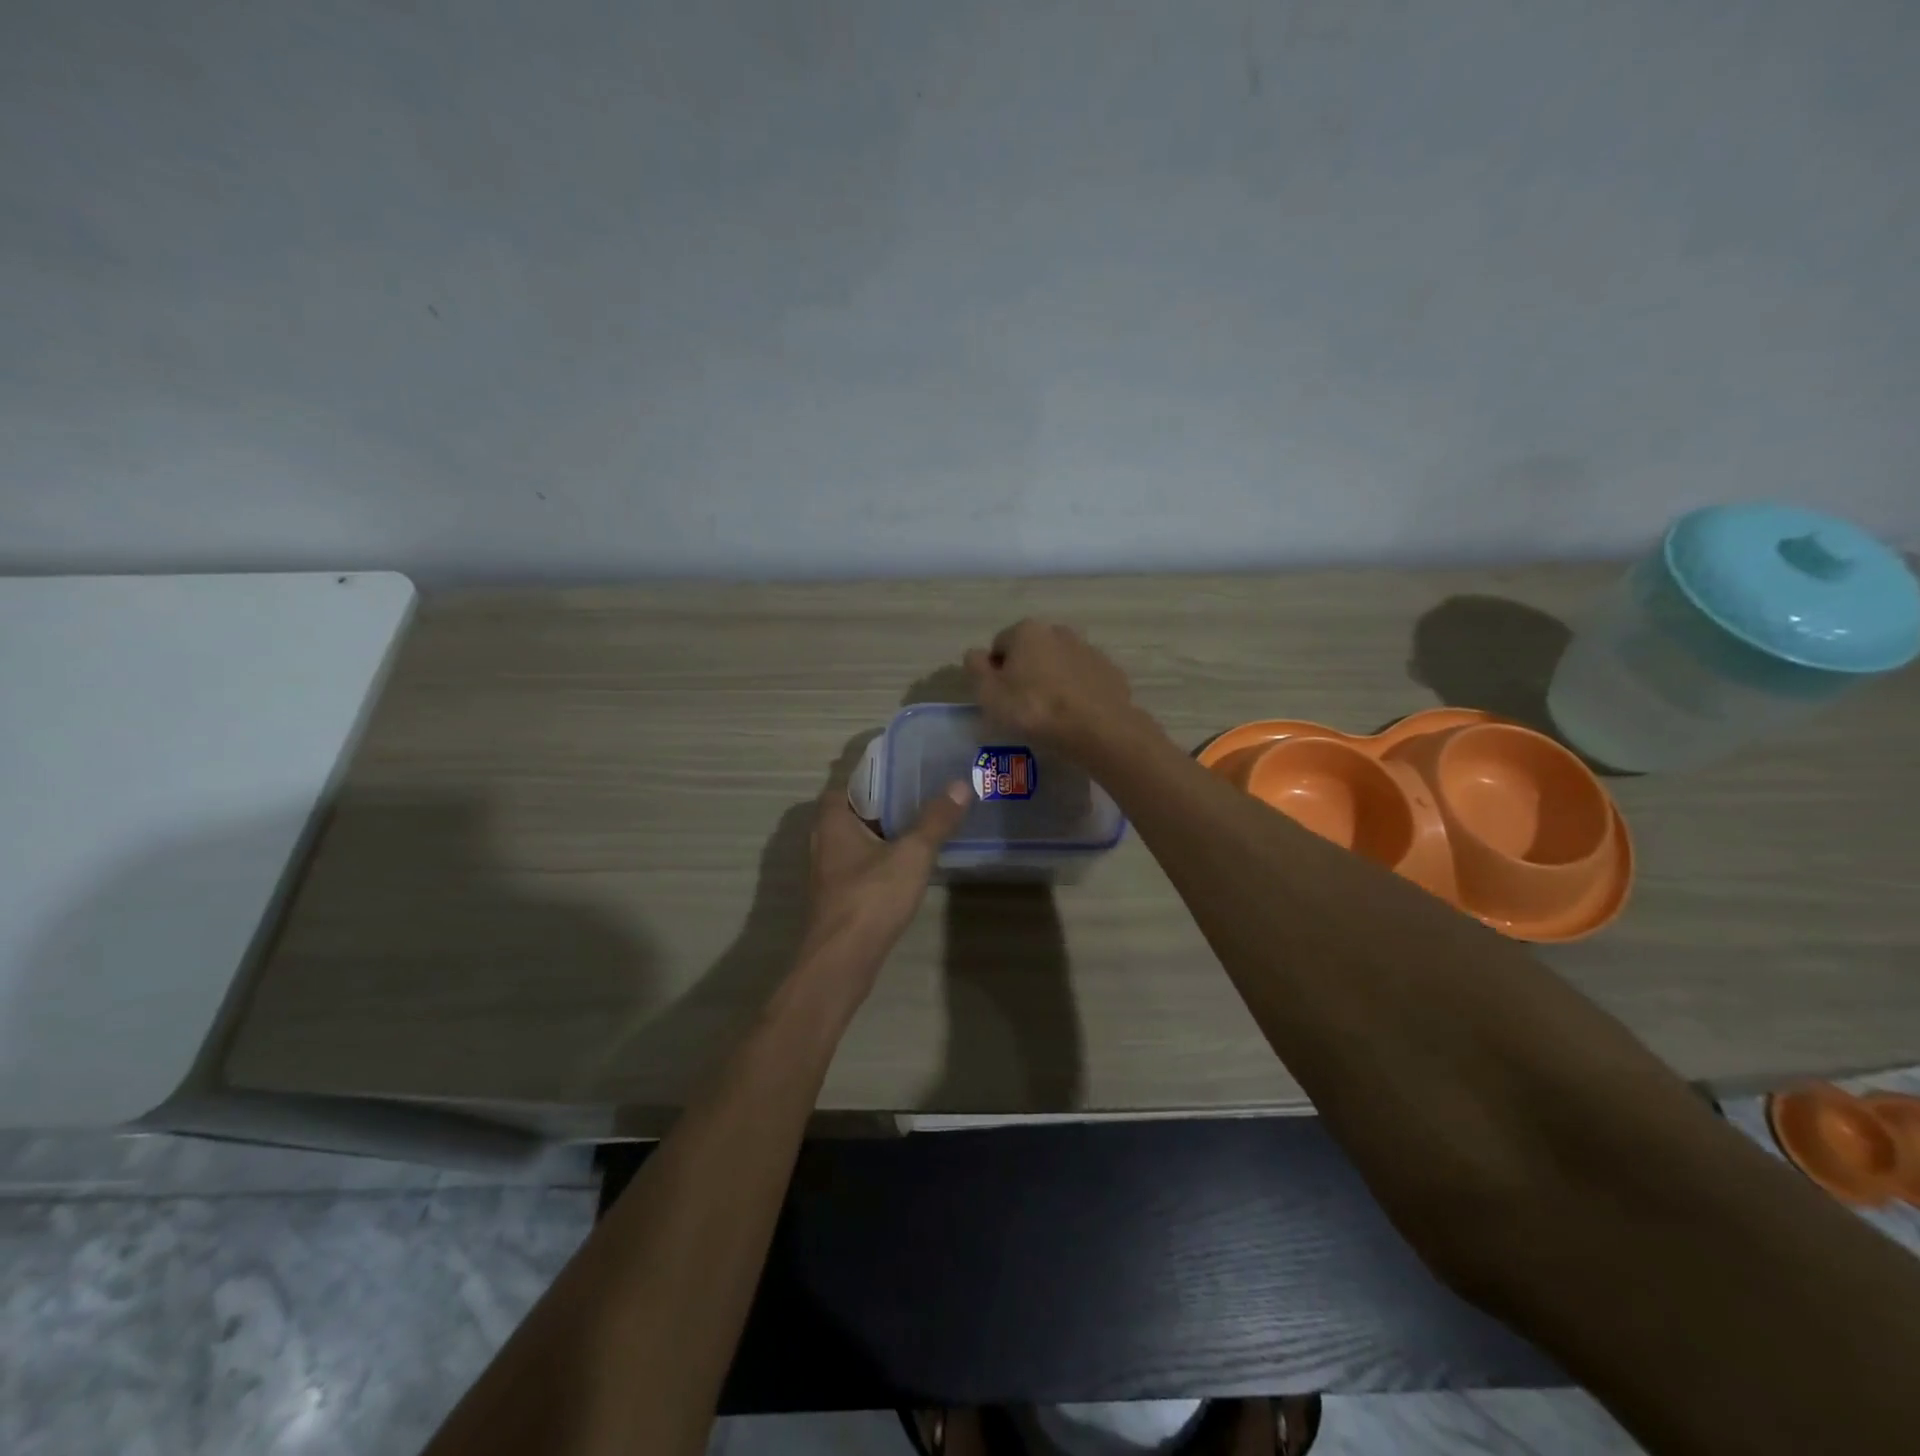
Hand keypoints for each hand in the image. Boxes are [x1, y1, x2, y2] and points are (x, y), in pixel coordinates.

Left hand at [795, 779, 971, 1003]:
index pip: (845, 783)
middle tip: (918, 790)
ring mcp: (828, 872)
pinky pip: (860, 863)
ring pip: (856, 839)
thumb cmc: (871, 898)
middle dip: (882, 801)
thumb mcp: (912, 854)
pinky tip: (907, 861)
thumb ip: (936, 820)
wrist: (842, 961)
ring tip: (919, 821)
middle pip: (852, 810)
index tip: (901, 767)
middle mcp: (824, 841)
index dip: (871, 772)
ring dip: (882, 830)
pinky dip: (880, 856)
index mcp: (833, 821)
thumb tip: (960, 784)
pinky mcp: (838, 896)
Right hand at [963, 620, 1138, 757]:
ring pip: (1059, 663)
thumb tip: (976, 654)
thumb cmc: (1034, 710)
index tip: (999, 698)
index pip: (999, 646)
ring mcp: (1088, 649)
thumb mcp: (989, 693)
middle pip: (1031, 652)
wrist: (1097, 729)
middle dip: (1025, 672)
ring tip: (1051, 713)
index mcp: (1026, 631)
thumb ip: (975, 668)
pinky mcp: (1109, 671)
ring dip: (1052, 680)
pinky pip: (1083, 679)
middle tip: (1023, 706)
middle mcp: (1058, 631)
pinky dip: (1076, 691)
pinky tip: (1074, 715)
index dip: (994, 672)